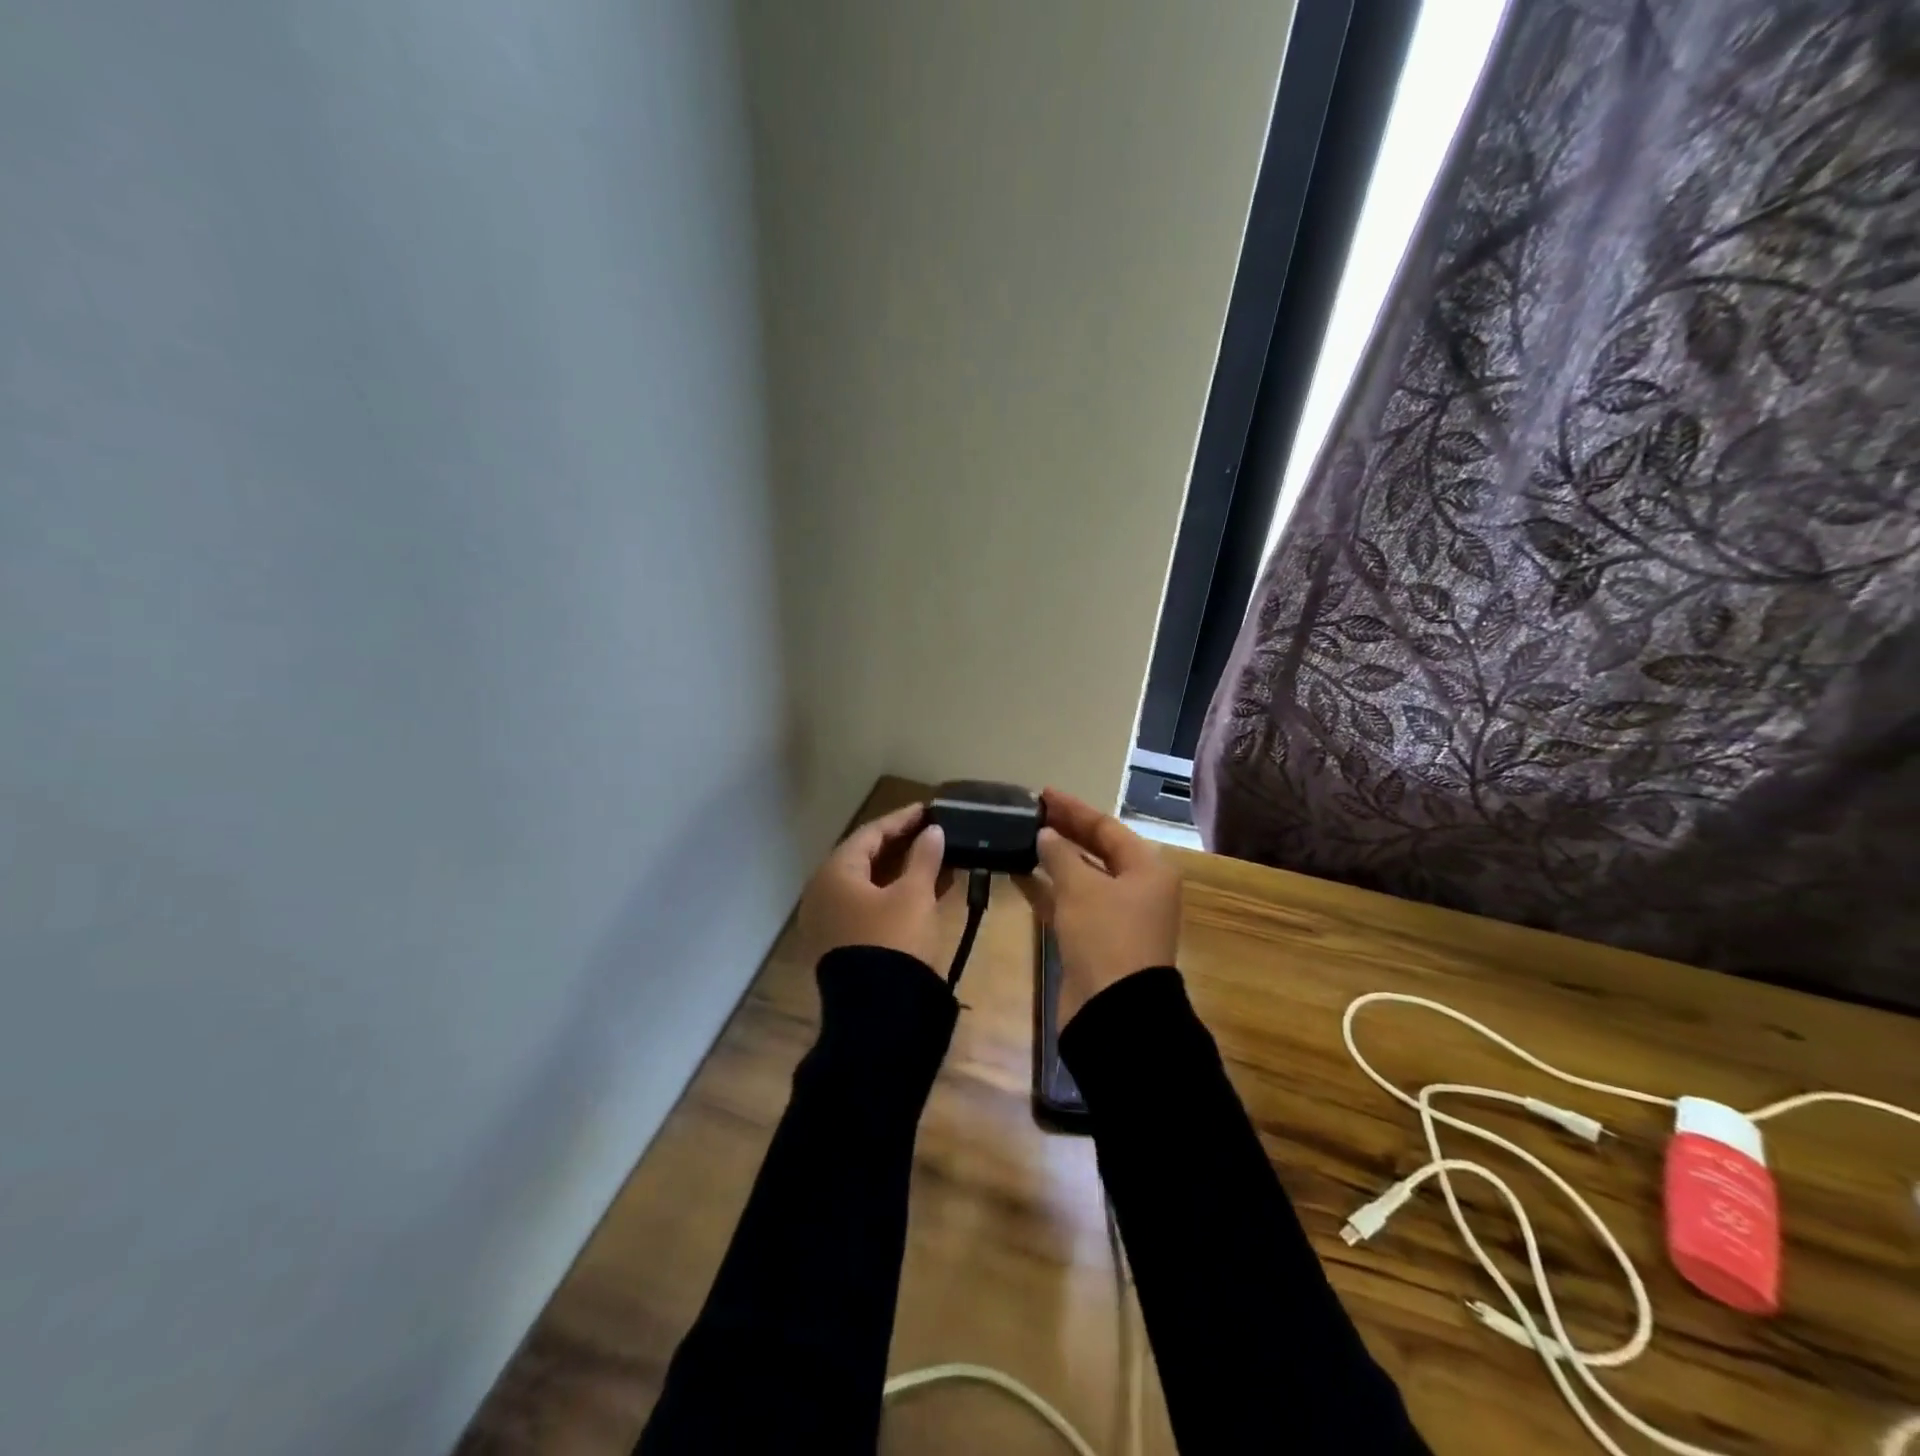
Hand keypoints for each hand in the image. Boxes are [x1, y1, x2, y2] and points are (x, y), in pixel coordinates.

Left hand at [799, 803, 947, 968]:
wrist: (878, 1012)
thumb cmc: (894, 940)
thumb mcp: (914, 895)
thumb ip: (924, 858)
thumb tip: (933, 832)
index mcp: (835, 873)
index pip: (870, 834)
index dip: (901, 820)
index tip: (927, 810)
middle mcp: (824, 892)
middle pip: (866, 858)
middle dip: (902, 845)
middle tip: (932, 832)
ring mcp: (830, 920)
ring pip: (870, 884)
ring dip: (903, 870)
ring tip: (937, 858)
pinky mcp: (843, 943)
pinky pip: (870, 906)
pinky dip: (896, 894)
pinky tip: (927, 890)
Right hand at [1027, 788, 1181, 1024]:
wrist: (1114, 1011)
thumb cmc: (1106, 936)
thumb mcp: (1081, 888)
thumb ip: (1060, 855)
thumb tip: (1045, 835)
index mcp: (1147, 869)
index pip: (1107, 827)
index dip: (1074, 809)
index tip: (1042, 794)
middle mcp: (1137, 888)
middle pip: (1097, 850)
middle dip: (1064, 831)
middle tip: (1030, 814)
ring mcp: (1118, 916)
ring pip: (1083, 877)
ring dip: (1054, 860)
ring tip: (1021, 839)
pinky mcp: (1097, 939)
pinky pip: (1071, 903)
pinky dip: (1049, 889)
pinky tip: (1020, 876)